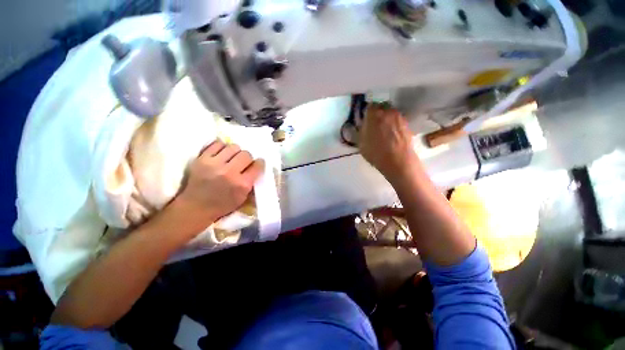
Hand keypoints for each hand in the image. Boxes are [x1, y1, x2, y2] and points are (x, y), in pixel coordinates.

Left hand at [173, 140, 264, 228]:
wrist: (195, 207)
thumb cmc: (222, 205)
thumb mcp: (243, 198)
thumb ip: (251, 182)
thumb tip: (256, 167)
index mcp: (242, 184)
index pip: (258, 165)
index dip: (259, 163)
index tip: (257, 164)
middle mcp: (230, 172)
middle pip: (246, 154)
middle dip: (247, 158)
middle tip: (243, 163)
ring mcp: (215, 164)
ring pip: (233, 147)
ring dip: (235, 152)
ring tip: (231, 158)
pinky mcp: (202, 159)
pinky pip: (217, 144)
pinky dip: (222, 147)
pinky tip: (221, 154)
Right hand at [359, 103, 417, 182]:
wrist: (397, 160)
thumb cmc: (375, 152)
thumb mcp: (361, 143)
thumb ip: (362, 130)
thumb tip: (364, 125)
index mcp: (373, 114)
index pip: (370, 106)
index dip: (368, 113)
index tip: (367, 119)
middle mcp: (387, 111)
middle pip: (382, 107)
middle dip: (378, 113)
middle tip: (375, 124)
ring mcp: (399, 117)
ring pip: (391, 113)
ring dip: (387, 118)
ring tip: (385, 130)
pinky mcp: (407, 124)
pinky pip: (398, 120)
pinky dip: (395, 124)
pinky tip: (393, 135)